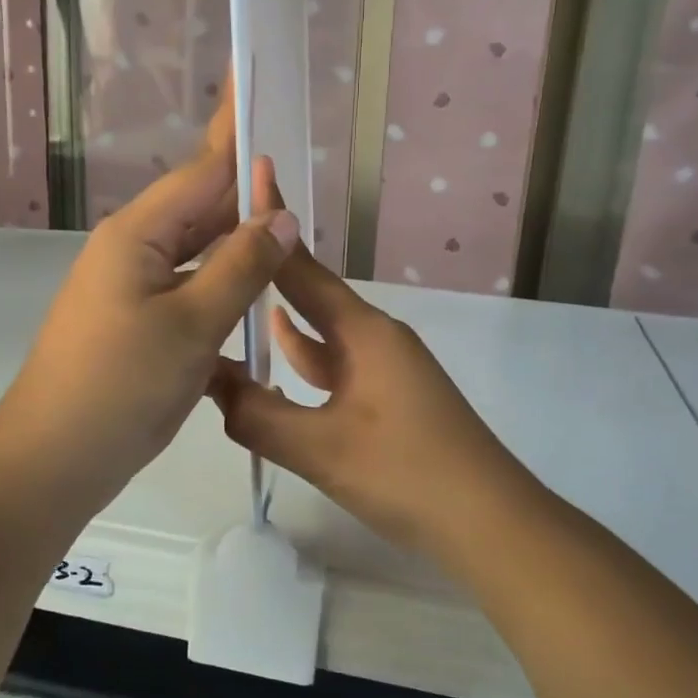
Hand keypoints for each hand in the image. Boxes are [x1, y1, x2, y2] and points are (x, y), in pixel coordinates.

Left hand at [0, 139, 296, 515]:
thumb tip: (281, 215)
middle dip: (245, 186)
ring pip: (197, 249)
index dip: (233, 131)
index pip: (200, 170)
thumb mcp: (192, 324)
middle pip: (200, 206)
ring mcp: (133, 288)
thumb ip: (242, 265)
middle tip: (294, 166)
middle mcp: (133, 250)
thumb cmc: (119, 386)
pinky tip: (254, 286)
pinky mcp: (139, 322)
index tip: (252, 84)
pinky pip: (190, 285)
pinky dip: (224, 280)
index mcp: (138, 234)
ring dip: (237, 236)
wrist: (53, 460)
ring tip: (285, 221)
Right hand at [205, 225, 528, 557]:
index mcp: (363, 332)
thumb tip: (208, 385)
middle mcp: (375, 337)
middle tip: (219, 249)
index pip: (304, 268)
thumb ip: (258, 416)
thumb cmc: (408, 474)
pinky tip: (277, 363)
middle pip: (311, 295)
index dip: (272, 224)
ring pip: (321, 333)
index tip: (251, 175)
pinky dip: (303, 359)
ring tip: (234, 299)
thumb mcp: (322, 449)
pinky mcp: (387, 398)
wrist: (490, 523)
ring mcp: (384, 368)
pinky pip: (334, 365)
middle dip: (268, 271)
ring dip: (282, 319)